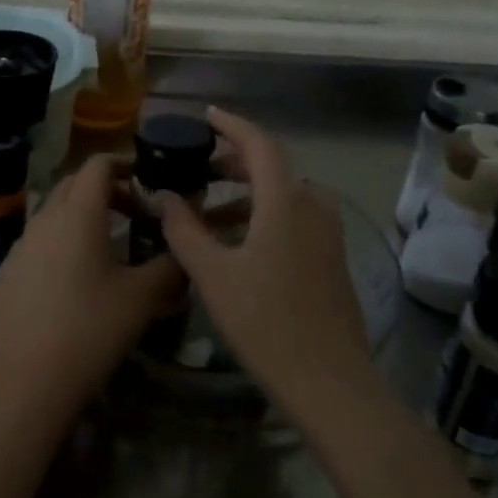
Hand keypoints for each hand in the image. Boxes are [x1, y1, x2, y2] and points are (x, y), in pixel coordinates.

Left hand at [0, 154, 182, 417]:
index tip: (145, 180)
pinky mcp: (8, 270)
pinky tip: (73, 278)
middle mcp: (45, 218)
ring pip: (53, 213)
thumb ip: (170, 264)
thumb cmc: (94, 327)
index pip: (98, 164)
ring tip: (106, 246)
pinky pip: (37, 241)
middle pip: (74, 184)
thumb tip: (184, 250)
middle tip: (132, 212)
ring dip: (81, 216)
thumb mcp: (144, 296)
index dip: (124, 163)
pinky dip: (59, 243)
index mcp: (79, 214)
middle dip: (104, 189)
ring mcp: (21, 244)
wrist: (32, 377)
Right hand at [160, 108, 371, 401]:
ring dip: (245, 195)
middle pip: (272, 168)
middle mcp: (313, 207)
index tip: (205, 116)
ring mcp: (328, 234)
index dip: (231, 124)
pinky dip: (263, 218)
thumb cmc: (265, 322)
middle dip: (232, 162)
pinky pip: (294, 220)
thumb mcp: (213, 275)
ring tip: (206, 213)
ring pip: (282, 197)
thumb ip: (184, 230)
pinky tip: (237, 245)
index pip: (259, 143)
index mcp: (286, 202)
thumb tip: (165, 197)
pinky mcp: (332, 259)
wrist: (330, 382)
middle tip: (197, 168)